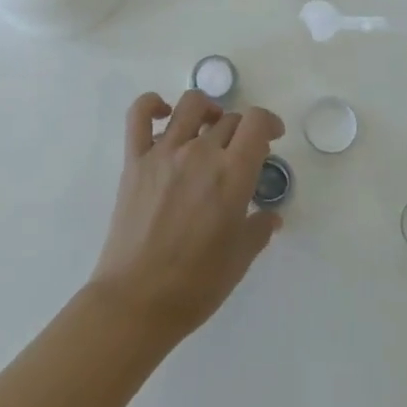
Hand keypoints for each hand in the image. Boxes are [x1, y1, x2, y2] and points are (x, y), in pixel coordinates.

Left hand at [89, 91, 285, 342]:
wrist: (136, 302)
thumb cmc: (196, 285)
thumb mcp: (240, 259)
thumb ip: (259, 229)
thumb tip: (270, 216)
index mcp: (232, 174)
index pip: (257, 122)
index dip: (269, 123)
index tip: (272, 137)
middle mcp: (201, 152)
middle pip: (229, 119)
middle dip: (241, 132)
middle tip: (240, 155)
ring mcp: (164, 152)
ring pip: (191, 105)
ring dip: (207, 111)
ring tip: (208, 129)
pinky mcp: (135, 160)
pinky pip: (139, 115)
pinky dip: (152, 104)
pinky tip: (164, 114)